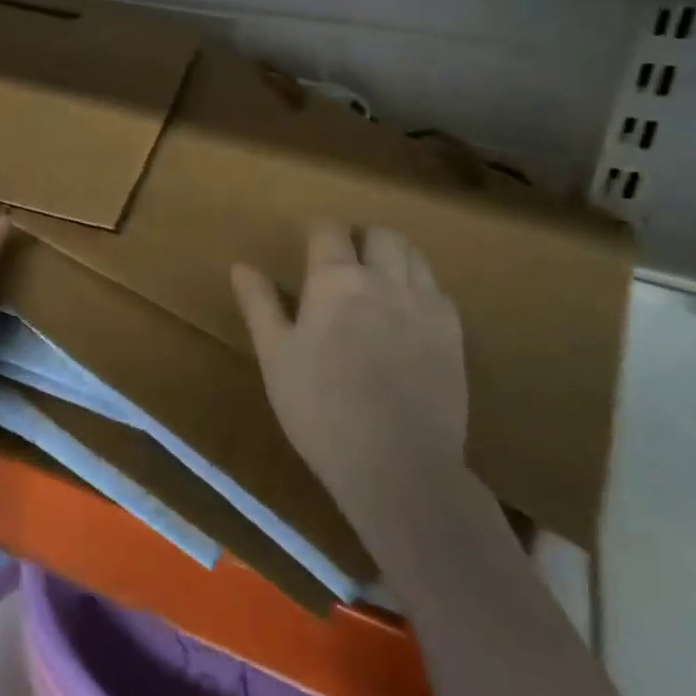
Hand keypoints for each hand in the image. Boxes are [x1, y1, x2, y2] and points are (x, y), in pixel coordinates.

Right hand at [231, 224, 469, 547]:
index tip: (309, 247)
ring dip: (394, 257)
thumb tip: (241, 266)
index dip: (318, 233)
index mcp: (336, 280)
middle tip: (346, 266)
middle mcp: (385, 279)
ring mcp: (426, 303)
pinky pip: (438, 289)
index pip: (329, 230)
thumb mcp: (276, 357)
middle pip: (381, 233)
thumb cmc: (321, 409)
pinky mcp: (454, 332)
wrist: (398, 464)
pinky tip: (408, 317)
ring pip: (414, 255)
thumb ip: (260, 305)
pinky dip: (421, 289)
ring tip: (378, 285)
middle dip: (362, 240)